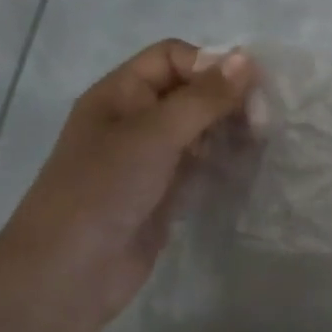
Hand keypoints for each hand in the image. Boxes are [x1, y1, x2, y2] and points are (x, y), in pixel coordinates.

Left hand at [0, 40, 251, 331]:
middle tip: (263, 122)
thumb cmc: (104, 190)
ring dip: (230, 132)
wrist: (68, 274)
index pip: (172, 57)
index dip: (210, 65)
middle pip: (190, 92)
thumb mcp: (154, 134)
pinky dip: (224, 163)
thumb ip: (203, 98)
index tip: (249, 89)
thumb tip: (246, 58)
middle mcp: (135, 120)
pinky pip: (201, 166)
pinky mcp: (164, 194)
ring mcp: (150, 160)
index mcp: (120, 94)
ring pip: (200, 130)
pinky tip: (247, 169)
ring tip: (260, 144)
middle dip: (227, 100)